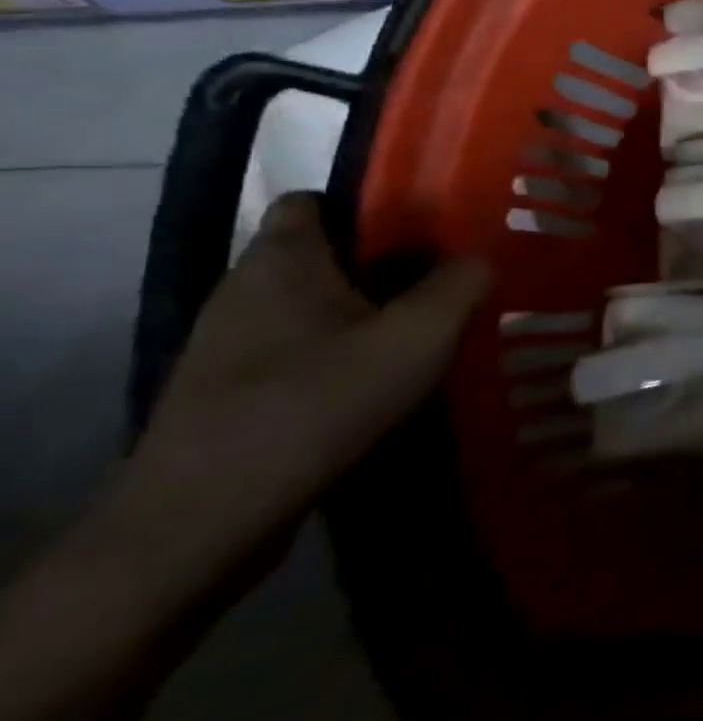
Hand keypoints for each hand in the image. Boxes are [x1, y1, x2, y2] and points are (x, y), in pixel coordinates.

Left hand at [121, 193, 489, 580]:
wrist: (204, 520)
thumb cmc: (318, 404)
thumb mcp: (419, 336)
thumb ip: (462, 285)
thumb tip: (480, 259)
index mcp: (282, 260)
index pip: (317, 200)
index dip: (373, 207)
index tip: (432, 230)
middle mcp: (244, 290)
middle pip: (325, 257)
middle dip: (387, 266)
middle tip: (448, 285)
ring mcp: (229, 346)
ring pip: (315, 308)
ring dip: (367, 316)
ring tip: (426, 338)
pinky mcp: (229, 394)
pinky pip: (299, 352)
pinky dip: (341, 357)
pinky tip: (382, 387)